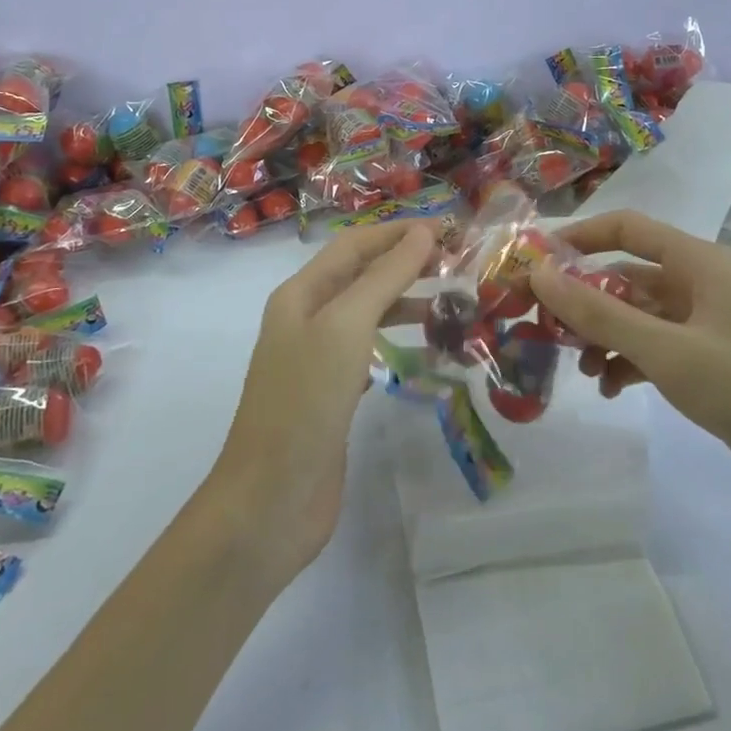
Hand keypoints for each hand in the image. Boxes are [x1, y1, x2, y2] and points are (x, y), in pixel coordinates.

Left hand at [209, 220, 435, 579]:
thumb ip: (385, 277)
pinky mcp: (332, 394)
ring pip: (368, 313)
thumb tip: (421, 232)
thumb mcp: (346, 327)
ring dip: (407, 303)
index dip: (399, 232)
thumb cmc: (305, 401)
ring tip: (453, 305)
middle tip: (459, 265)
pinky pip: (370, 351)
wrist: (270, 500)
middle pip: (362, 275)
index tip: (449, 230)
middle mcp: (306, 318)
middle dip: (407, 264)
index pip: (355, 245)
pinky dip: (399, 341)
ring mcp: (317, 358)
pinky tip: (427, 349)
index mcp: (300, 294)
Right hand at [530, 211, 730, 530]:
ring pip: (639, 315)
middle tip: (542, 324)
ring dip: (604, 334)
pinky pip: (656, 348)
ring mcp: (709, 325)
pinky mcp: (713, 363)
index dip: (578, 237)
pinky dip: (628, 361)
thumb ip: (600, 313)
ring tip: (578, 367)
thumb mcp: (667, 351)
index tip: (534, 260)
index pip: (627, 228)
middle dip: (584, 297)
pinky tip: (610, 388)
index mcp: (700, 263)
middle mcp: (703, 284)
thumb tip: (539, 274)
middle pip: (628, 274)